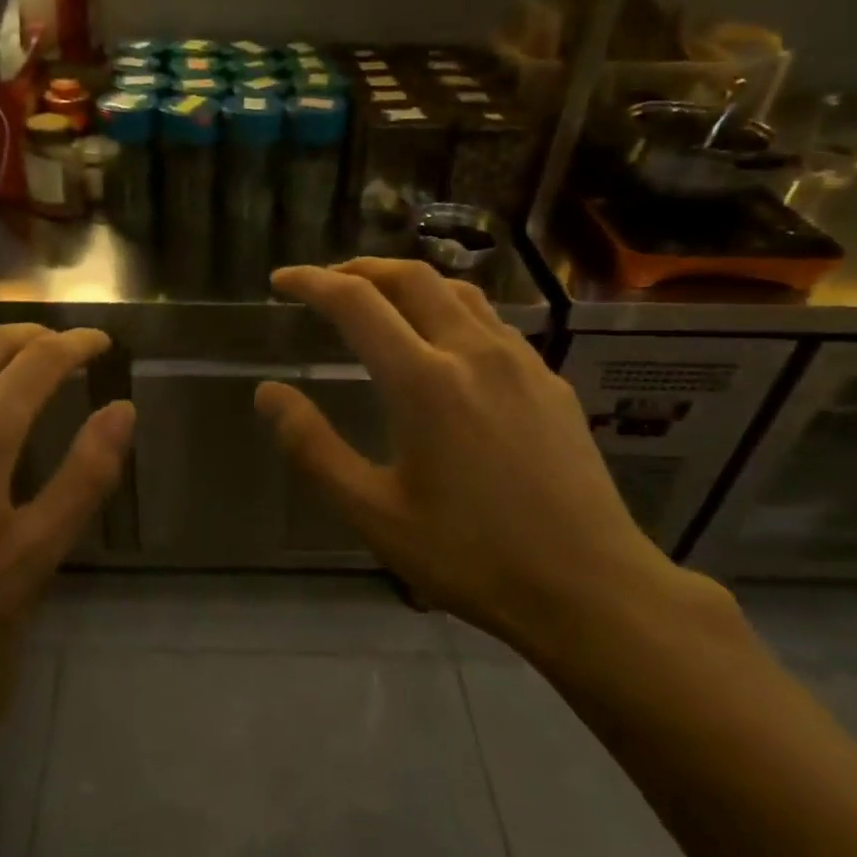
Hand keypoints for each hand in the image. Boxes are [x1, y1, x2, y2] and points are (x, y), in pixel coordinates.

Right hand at [256, 260, 732, 660]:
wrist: (588, 586)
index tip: (281, 280)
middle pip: (411, 277)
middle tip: (326, 284)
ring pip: (458, 291)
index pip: (356, 302)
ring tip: (380, 300)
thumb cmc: (469, 555)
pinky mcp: (550, 382)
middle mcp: (473, 352)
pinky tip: (445, 344)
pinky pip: (491, 322)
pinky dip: (450, 309)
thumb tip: (268, 393)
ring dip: (409, 282)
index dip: (311, 282)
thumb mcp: (372, 513)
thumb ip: (313, 448)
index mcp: (424, 380)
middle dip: (360, 269)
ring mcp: (521, 362)